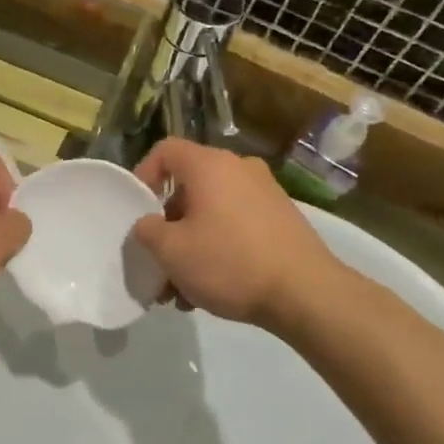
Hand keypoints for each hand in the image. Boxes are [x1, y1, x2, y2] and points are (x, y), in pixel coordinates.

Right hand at [131, 139, 348, 331]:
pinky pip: (236, 226)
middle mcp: (239, 169)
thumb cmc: (229, 262)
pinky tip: (211, 291)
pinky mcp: (282, 220)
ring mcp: (265, 193)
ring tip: (181, 289)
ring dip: (190, 244)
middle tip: (158, 260)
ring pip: (211, 212)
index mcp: (210, 166)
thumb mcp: (171, 251)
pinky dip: (218, 248)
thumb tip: (149, 225)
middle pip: (188, 187)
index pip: (165, 150)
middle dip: (167, 226)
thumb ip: (147, 231)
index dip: (143, 175)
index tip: (136, 210)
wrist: (307, 293)